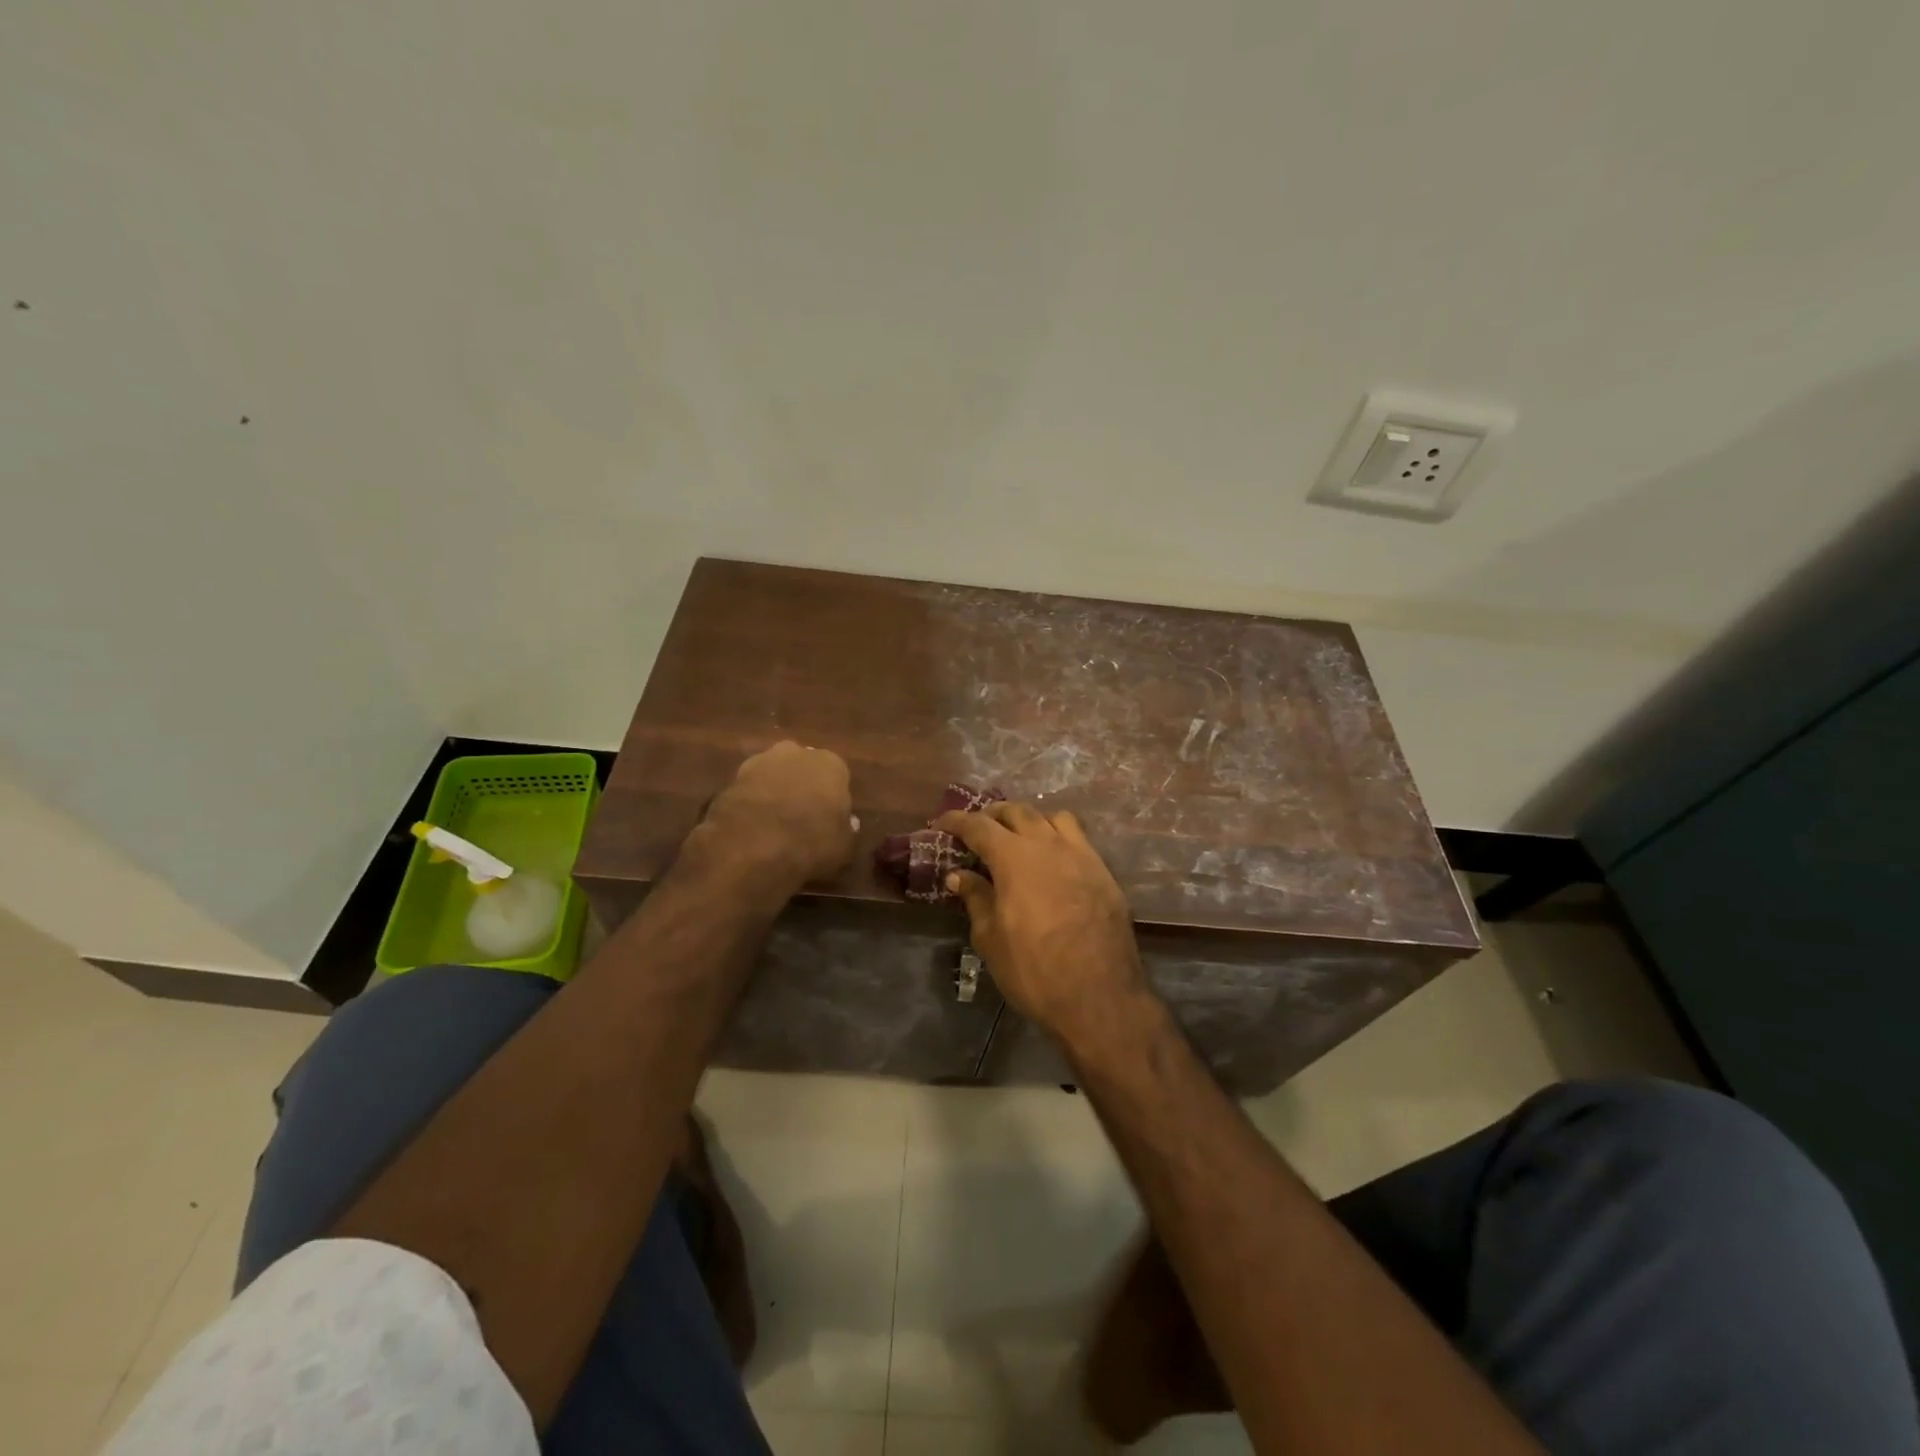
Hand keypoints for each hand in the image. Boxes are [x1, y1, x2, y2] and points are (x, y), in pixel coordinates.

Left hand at [703, 741, 855, 885]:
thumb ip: (848, 830)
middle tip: (800, 818)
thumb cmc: (811, 843)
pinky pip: (749, 789)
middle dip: (802, 786)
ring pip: (773, 775)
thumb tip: (848, 823)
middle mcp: (797, 753)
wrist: (753, 847)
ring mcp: (760, 762)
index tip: (828, 819)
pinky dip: (751, 803)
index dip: (832, 798)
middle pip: (803, 768)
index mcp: (831, 764)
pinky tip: (751, 827)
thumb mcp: (844, 847)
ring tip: (772, 824)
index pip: (837, 776)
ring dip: (774, 792)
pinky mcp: (731, 778)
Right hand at [935, 802, 1147, 1041]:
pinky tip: (1052, 860)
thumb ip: (975, 898)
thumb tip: (959, 875)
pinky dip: (1058, 837)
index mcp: (1014, 858)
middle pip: (1017, 812)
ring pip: (1052, 818)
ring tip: (1019, 838)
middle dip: (993, 815)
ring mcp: (1081, 855)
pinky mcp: (1104, 872)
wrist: (1099, 996)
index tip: (942, 823)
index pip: (979, 826)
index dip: (957, 820)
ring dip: (1030, 820)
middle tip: (978, 829)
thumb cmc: (1034, 970)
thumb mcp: (991, 938)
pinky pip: (1078, 838)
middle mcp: (1048, 845)